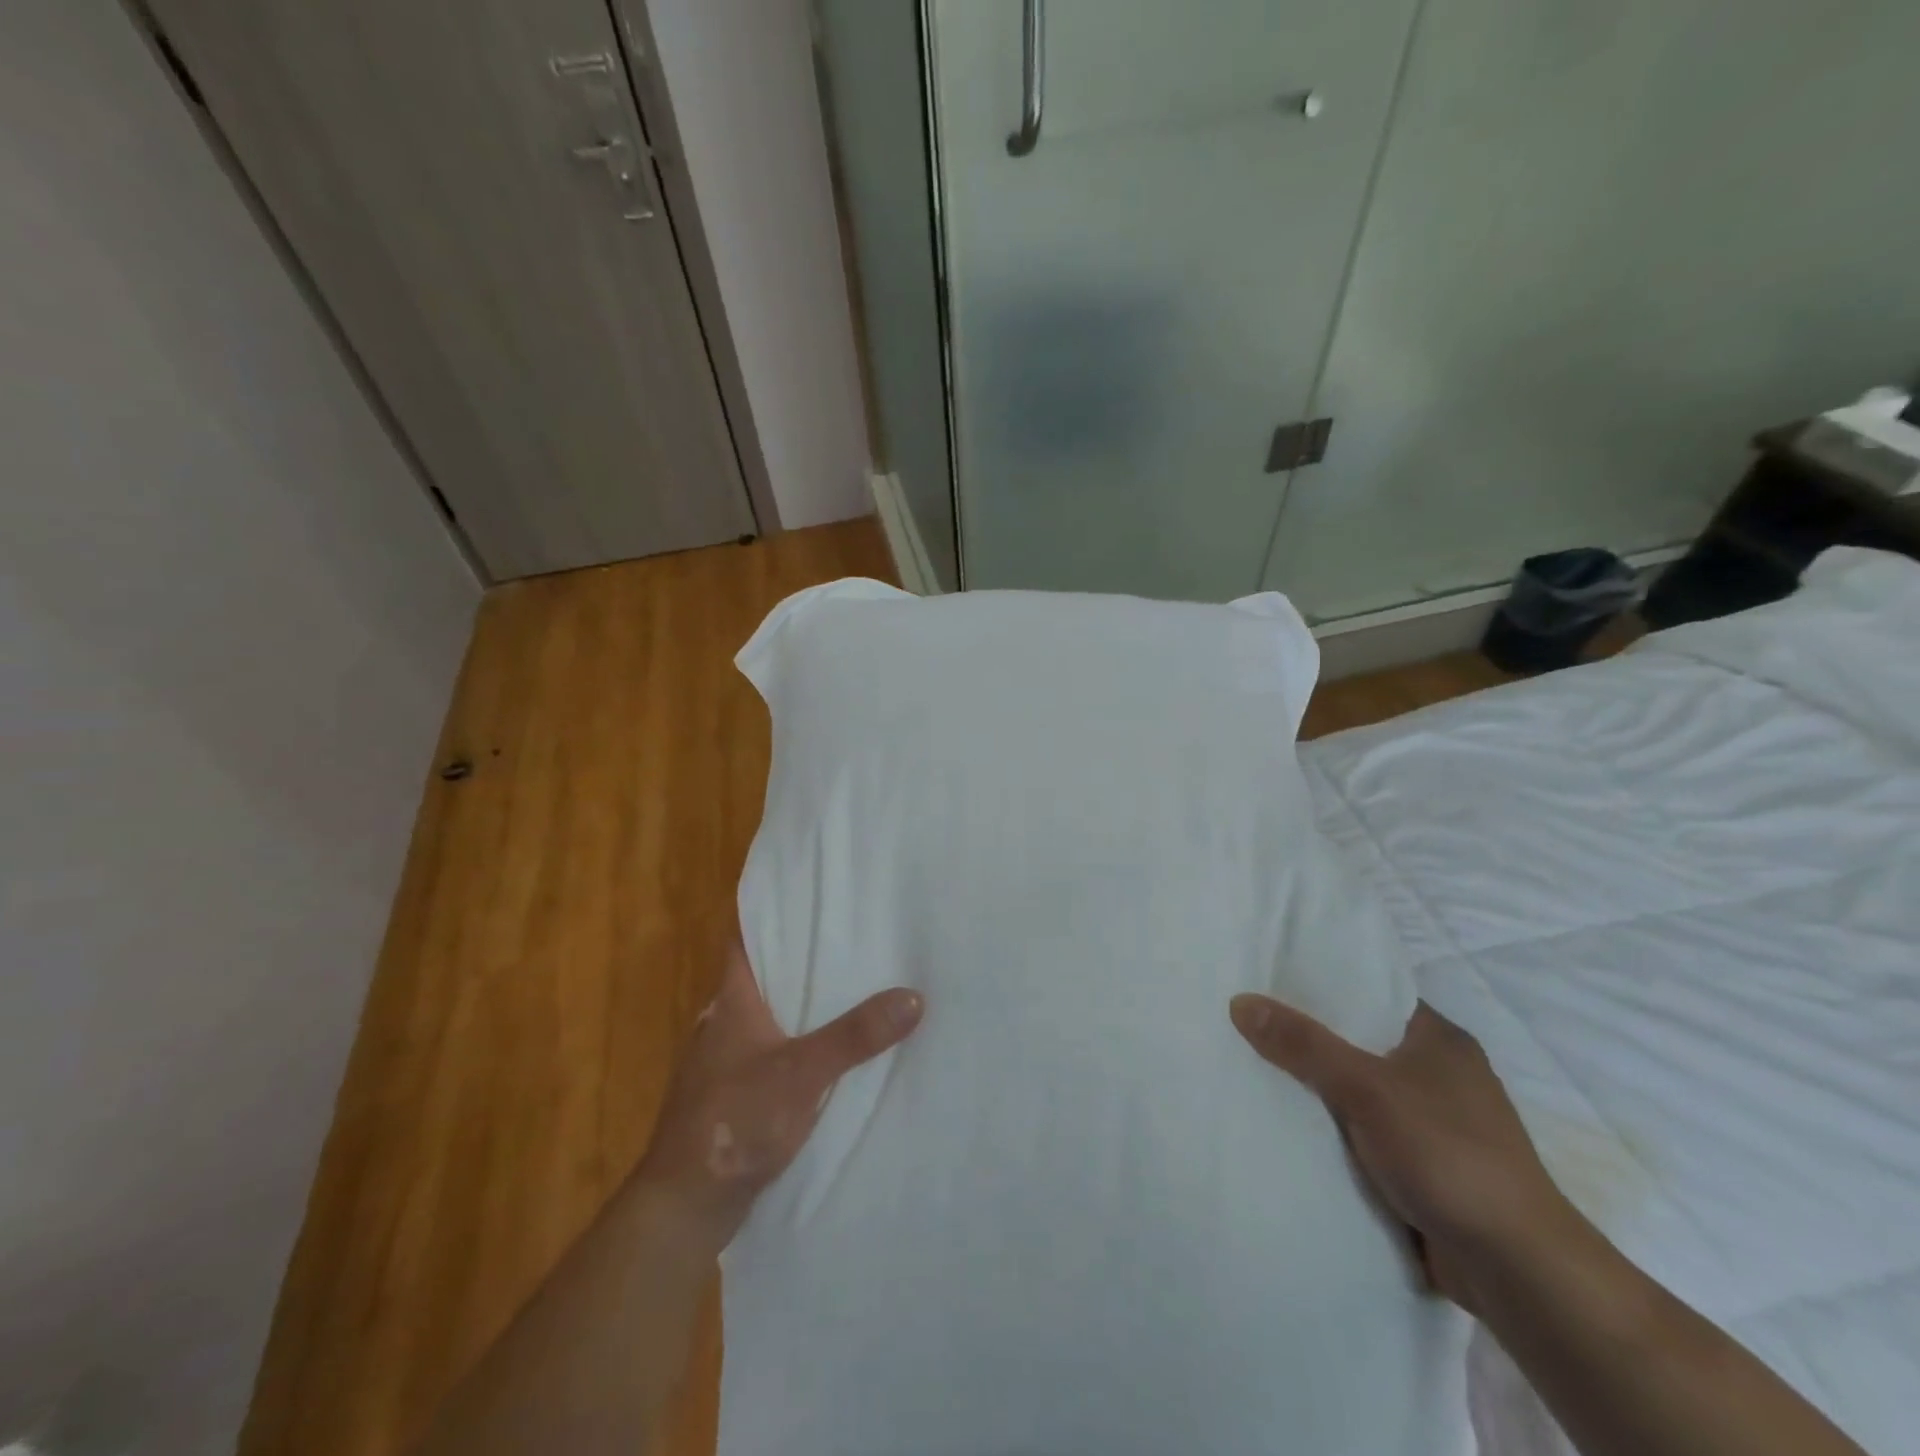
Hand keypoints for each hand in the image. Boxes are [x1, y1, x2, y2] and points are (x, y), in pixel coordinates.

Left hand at [634, 939, 923, 1255]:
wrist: (684, 1206)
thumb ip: (855, 1036)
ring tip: (855, 983)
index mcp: (731, 1000)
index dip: (770, 912)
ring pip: (772, 1013)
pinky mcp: (737, 1093)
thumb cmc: (732, 1121)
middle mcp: (726, 1021)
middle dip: (803, 955)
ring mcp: (728, 1060)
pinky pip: (776, 1050)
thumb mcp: (801, 1073)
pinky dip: (802, 1040)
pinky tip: (834, 1048)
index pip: (745, 937)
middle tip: (853, 935)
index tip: (809, 894)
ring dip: (804, 1001)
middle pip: (765, 973)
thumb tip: (913, 997)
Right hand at [1229, 995, 1580, 1312]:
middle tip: (1248, 1025)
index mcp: (1439, 1039)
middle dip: (1309, 1040)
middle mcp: (1439, 1074)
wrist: (1517, 1270)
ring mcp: (1434, 1123)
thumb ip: (1303, 1044)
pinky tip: (1289, 1127)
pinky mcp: (1426, 1168)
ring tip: (1254, 1070)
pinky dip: (1334, 1132)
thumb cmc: (1448, 1155)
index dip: (1321, 986)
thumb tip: (1240, 1001)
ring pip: (1359, 1092)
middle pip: (1358, 1043)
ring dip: (1319, 1091)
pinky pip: (1364, 1134)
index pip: (1371, 993)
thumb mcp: (1366, 1089)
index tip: (1268, 980)